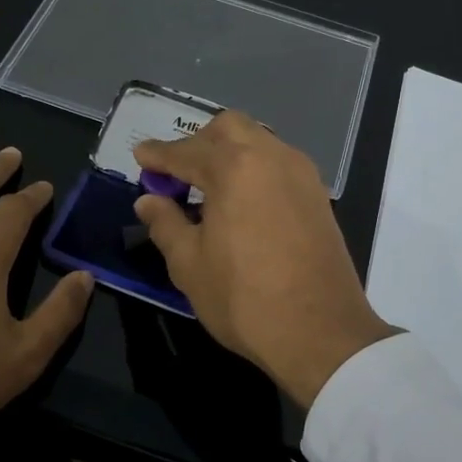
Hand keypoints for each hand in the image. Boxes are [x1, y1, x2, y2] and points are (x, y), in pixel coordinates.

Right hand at [132, 113, 398, 409]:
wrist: (320, 332)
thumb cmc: (244, 298)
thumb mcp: (189, 265)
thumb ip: (165, 224)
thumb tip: (149, 200)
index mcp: (235, 167)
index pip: (186, 151)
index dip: (158, 154)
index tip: (140, 156)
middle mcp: (272, 157)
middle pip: (229, 129)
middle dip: (198, 142)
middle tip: (177, 173)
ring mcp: (302, 174)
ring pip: (259, 142)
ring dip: (230, 153)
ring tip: (209, 187)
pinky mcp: (319, 196)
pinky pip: (279, 164)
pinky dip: (254, 169)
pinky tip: (242, 201)